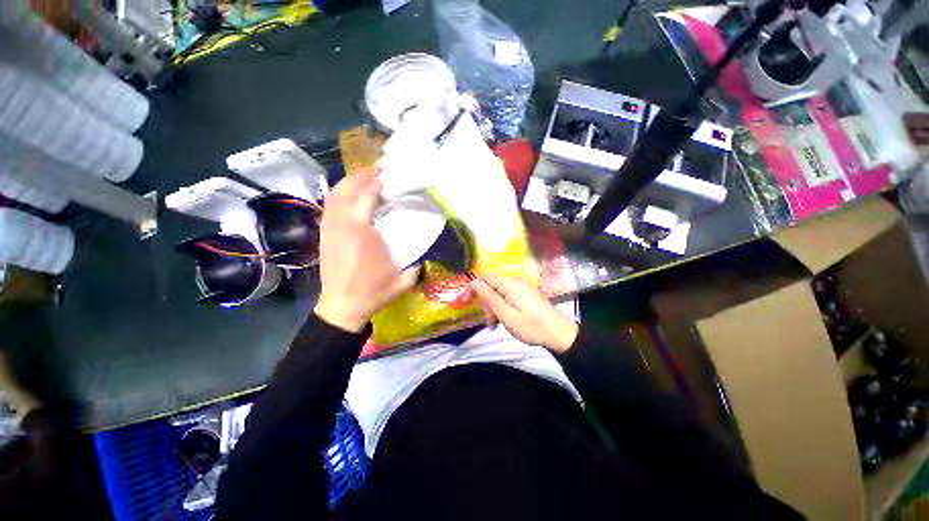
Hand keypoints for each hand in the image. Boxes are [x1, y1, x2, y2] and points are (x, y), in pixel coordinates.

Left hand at [314, 172, 419, 331]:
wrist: (342, 307)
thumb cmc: (373, 292)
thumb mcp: (402, 280)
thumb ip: (418, 265)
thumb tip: (428, 254)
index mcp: (362, 234)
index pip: (367, 197)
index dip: (378, 183)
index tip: (390, 176)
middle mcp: (342, 226)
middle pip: (345, 189)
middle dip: (361, 175)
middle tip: (378, 169)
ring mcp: (329, 229)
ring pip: (334, 195)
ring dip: (350, 183)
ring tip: (366, 178)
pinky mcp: (324, 235)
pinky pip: (329, 206)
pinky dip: (341, 195)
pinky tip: (352, 197)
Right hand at [470, 274, 578, 352]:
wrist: (560, 334)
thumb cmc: (531, 326)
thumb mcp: (506, 315)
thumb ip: (489, 298)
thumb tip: (474, 281)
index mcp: (510, 284)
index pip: (485, 277)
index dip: (474, 288)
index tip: (466, 303)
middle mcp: (516, 282)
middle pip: (492, 285)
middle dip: (486, 302)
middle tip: (489, 321)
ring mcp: (523, 288)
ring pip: (499, 292)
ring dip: (494, 307)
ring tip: (496, 325)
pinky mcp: (527, 295)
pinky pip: (508, 296)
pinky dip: (503, 307)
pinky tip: (504, 320)